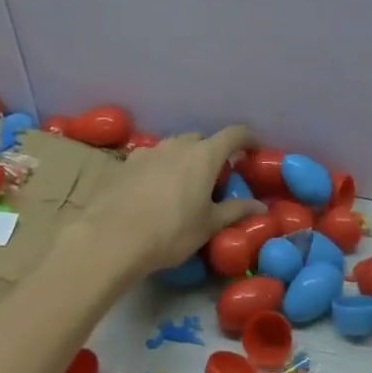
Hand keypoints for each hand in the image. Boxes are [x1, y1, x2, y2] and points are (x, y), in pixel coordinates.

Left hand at [79, 126, 261, 274]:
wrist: (110, 239)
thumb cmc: (170, 232)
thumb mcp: (208, 226)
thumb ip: (236, 211)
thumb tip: (261, 207)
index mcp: (204, 155)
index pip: (235, 134)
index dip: (249, 138)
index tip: (254, 150)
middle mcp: (177, 145)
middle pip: (201, 140)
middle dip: (211, 154)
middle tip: (214, 179)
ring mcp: (148, 152)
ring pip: (174, 148)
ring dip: (183, 160)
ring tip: (182, 186)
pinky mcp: (125, 164)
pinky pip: (150, 159)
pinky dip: (159, 169)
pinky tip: (153, 192)